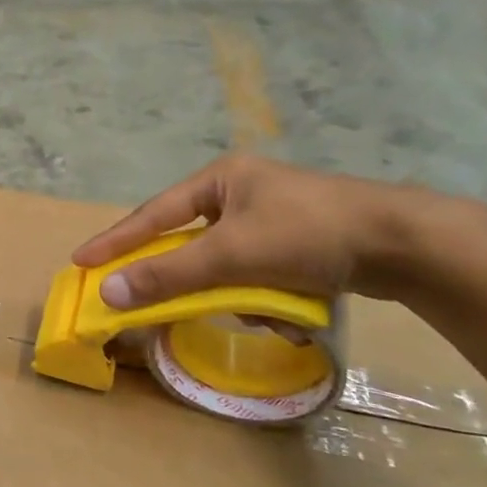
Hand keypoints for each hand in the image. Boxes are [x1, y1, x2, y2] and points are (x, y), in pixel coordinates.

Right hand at [72, 155, 431, 308]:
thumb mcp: (230, 255)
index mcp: (222, 178)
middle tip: (159, 299)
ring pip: (227, 264)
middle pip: (192, 241)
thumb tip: (109, 292)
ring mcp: (273, 217)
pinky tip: (288, 307)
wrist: (405, 244)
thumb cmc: (307, 233)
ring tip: (264, 306)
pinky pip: (258, 273)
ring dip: (236, 291)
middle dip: (192, 276)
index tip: (82, 261)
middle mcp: (243, 192)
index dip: (116, 240)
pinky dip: (265, 295)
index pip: (154, 214)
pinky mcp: (300, 244)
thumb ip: (169, 274)